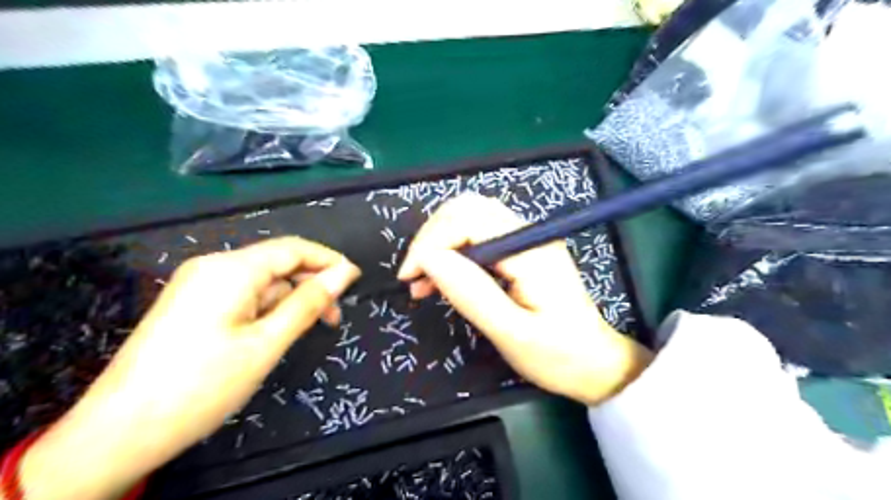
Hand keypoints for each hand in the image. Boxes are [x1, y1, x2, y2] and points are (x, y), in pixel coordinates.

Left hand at [16, 238, 358, 498]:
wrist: (118, 432)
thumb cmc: (202, 385)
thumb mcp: (267, 343)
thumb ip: (308, 303)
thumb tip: (345, 273)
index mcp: (231, 269)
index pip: (293, 248)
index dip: (329, 260)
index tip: (356, 281)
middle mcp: (213, 266)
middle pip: (277, 263)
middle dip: (310, 284)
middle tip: (334, 318)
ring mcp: (198, 284)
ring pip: (261, 281)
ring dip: (290, 300)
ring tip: (307, 330)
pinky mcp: (192, 303)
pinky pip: (242, 294)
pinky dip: (267, 308)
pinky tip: (274, 332)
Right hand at [398, 193, 652, 405]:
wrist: (596, 363)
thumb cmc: (558, 355)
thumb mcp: (513, 333)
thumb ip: (471, 294)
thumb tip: (430, 260)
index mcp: (531, 250)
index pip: (468, 221)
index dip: (431, 242)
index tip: (410, 277)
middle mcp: (529, 233)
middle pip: (467, 209)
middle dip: (432, 237)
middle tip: (415, 277)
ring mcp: (527, 238)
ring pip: (469, 218)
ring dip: (439, 242)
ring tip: (424, 280)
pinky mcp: (522, 248)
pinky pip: (478, 234)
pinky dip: (453, 249)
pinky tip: (443, 276)